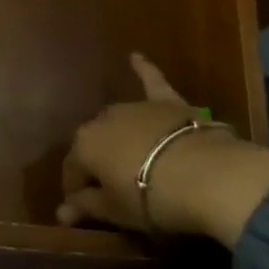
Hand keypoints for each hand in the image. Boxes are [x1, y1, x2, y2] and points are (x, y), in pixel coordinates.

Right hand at [59, 55, 268, 247]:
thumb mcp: (115, 211)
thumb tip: (62, 212)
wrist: (206, 176)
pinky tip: (136, 56)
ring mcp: (136, 108)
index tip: (86, 212)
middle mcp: (103, 119)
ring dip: (119, 138)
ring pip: (119, 122)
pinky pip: (152, 82)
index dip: (78, 194)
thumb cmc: (151, 198)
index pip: (73, 172)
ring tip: (127, 159)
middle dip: (98, 165)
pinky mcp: (167, 103)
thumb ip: (86, 206)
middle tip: (113, 190)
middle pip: (95, 146)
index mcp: (84, 145)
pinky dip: (144, 69)